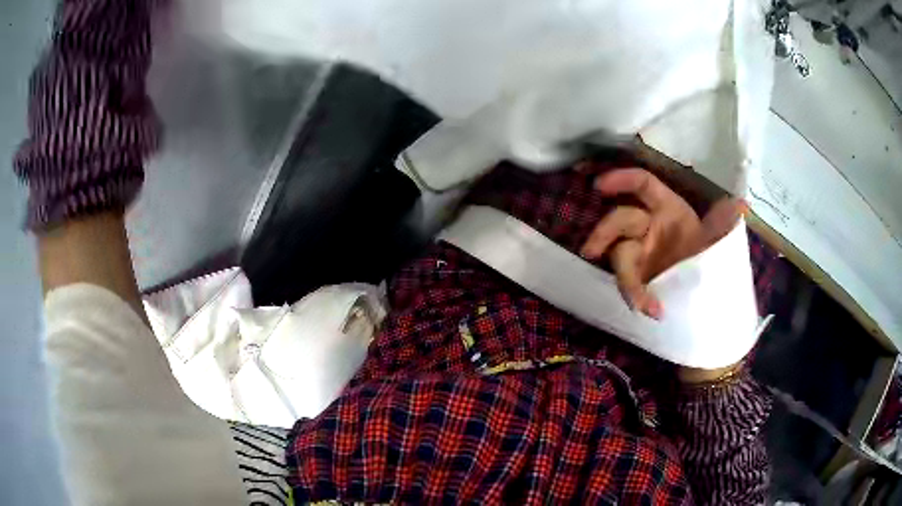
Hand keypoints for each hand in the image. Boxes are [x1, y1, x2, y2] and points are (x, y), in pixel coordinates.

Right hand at [579, 167, 745, 319]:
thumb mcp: (721, 243)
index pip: (642, 186)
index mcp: (669, 210)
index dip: (622, 181)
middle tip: (591, 251)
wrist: (707, 303)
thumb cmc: (713, 265)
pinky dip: (636, 296)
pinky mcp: (637, 278)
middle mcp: (650, 227)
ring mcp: (641, 253)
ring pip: (620, 256)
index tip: (600, 186)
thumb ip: (725, 224)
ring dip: (627, 279)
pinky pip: (628, 284)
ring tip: (640, 303)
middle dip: (604, 233)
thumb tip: (740, 204)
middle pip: (620, 220)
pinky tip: (652, 310)